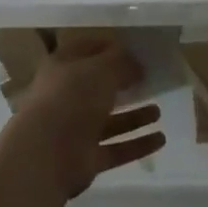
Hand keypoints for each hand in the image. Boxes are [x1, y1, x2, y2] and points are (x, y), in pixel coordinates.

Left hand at [0, 34, 164, 198]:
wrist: (47, 153)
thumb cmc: (72, 98)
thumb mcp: (100, 69)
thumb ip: (121, 62)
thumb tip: (136, 64)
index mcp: (62, 68)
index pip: (86, 50)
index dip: (109, 48)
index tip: (135, 50)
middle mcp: (67, 97)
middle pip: (98, 87)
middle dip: (122, 84)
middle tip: (149, 80)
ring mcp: (76, 129)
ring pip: (109, 120)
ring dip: (134, 116)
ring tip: (158, 111)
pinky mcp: (86, 158)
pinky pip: (116, 148)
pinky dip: (137, 144)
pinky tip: (160, 139)